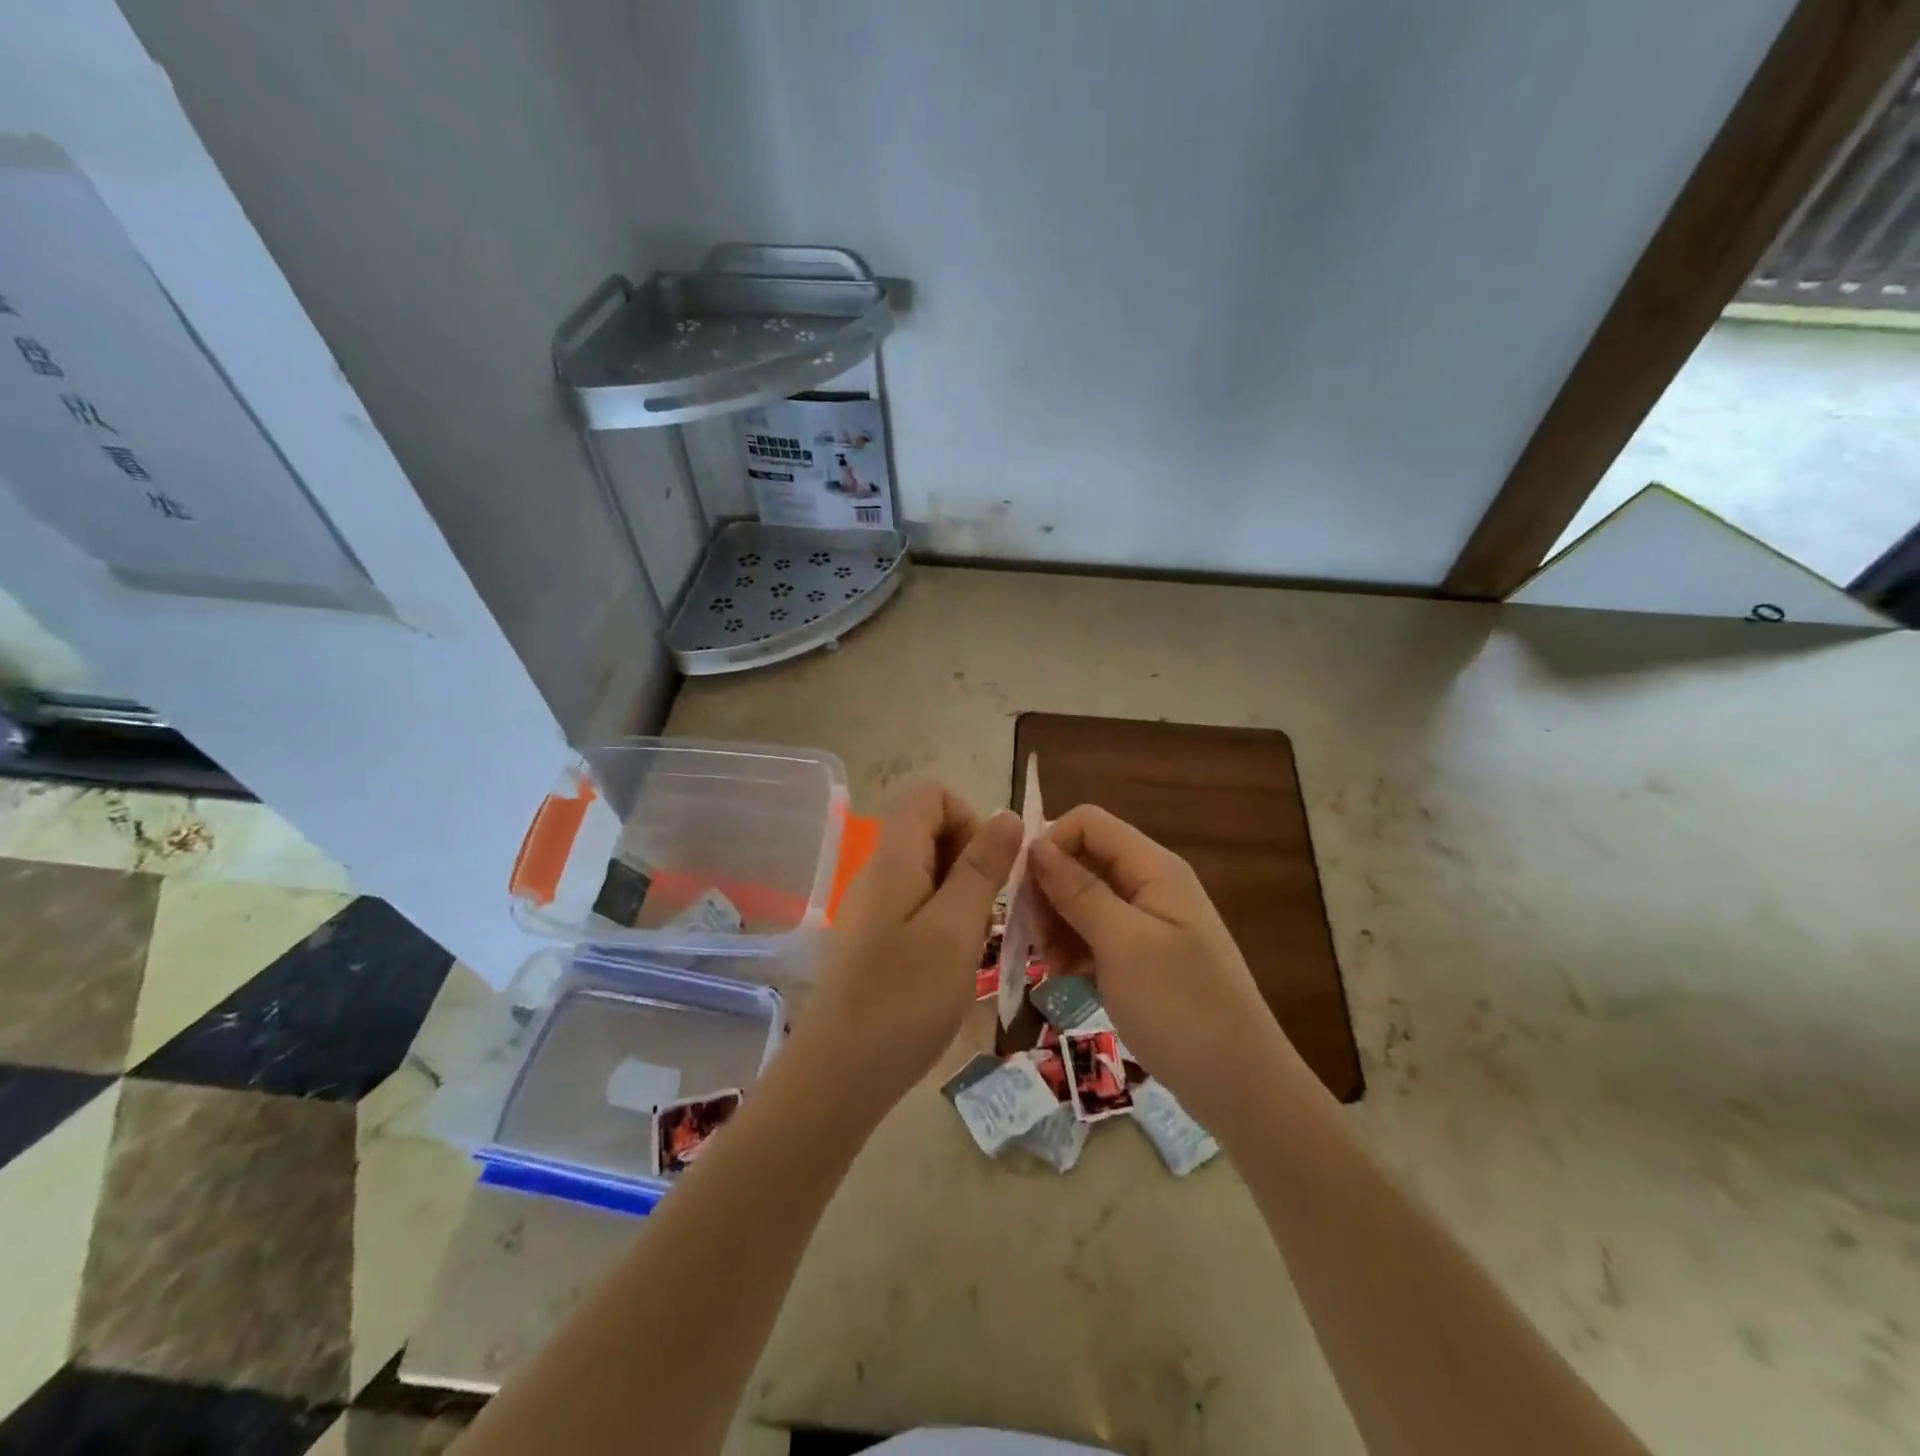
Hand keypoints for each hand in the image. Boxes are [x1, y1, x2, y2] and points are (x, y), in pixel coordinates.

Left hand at [787, 782, 1021, 1121]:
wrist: (839, 1075)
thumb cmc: (904, 998)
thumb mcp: (956, 928)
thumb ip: (982, 868)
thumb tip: (1006, 815)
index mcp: (894, 858)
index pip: (930, 795)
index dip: (968, 818)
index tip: (989, 870)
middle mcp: (878, 872)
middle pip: (929, 830)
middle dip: (971, 859)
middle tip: (986, 912)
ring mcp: (873, 907)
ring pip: (928, 871)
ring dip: (962, 894)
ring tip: (973, 942)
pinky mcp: (875, 939)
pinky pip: (917, 905)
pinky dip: (944, 920)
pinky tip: (952, 963)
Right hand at [1029, 806, 1298, 1129]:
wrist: (1240, 1086)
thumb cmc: (1181, 1008)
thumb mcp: (1123, 944)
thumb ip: (1079, 891)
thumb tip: (1037, 845)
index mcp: (1153, 868)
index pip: (1088, 822)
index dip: (1050, 843)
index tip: (1022, 890)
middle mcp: (1151, 883)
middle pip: (1084, 859)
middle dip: (1049, 890)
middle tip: (1030, 937)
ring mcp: (1148, 920)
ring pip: (1085, 898)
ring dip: (1057, 922)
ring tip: (1047, 964)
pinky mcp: (1143, 954)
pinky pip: (1097, 932)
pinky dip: (1075, 947)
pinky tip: (1066, 977)